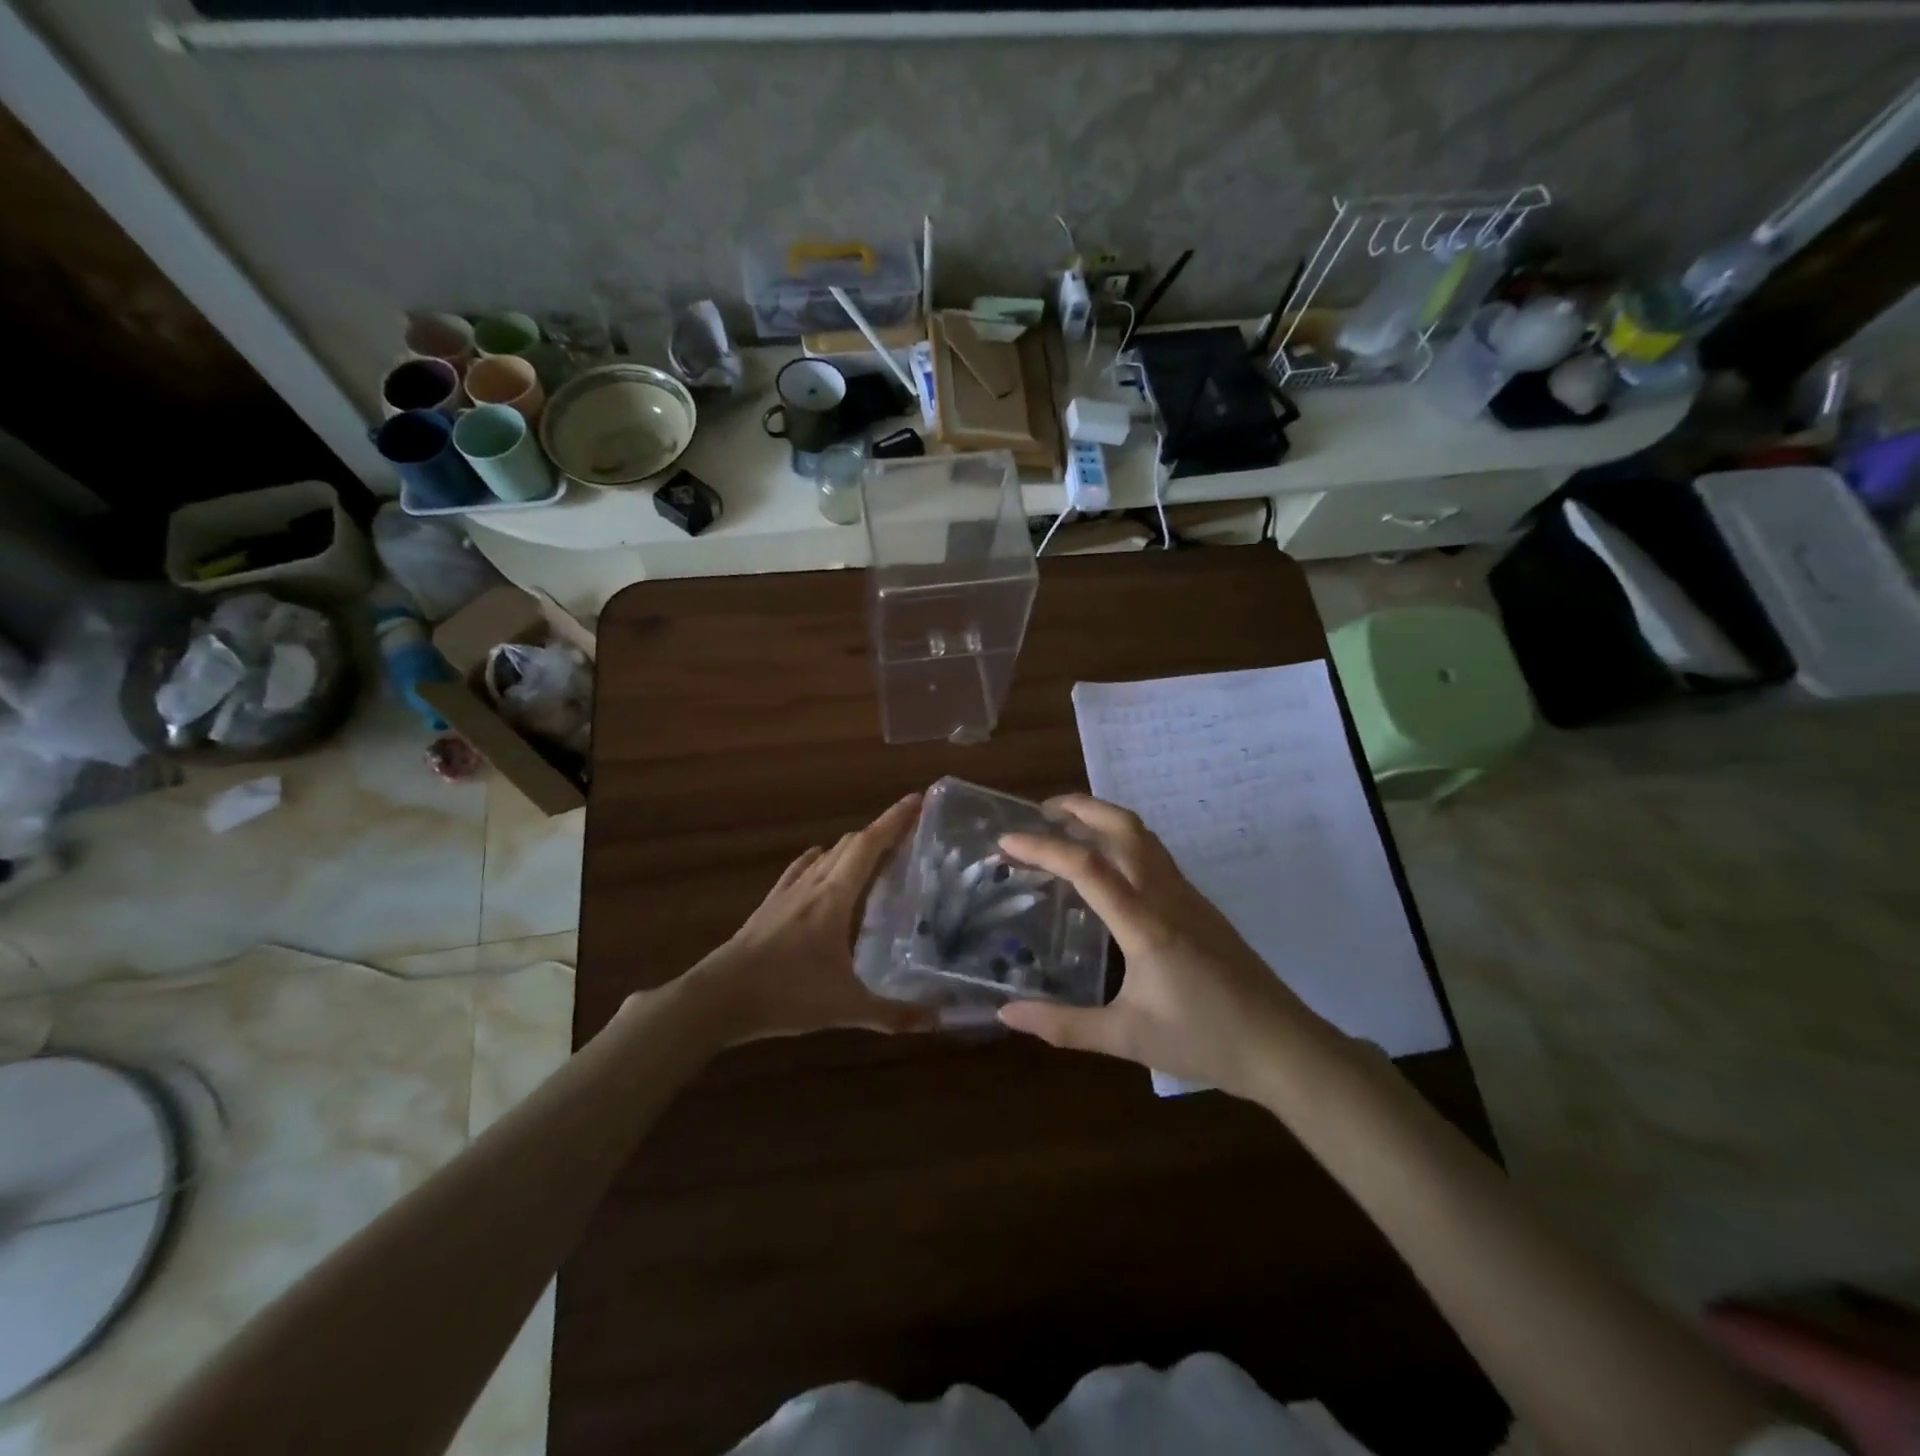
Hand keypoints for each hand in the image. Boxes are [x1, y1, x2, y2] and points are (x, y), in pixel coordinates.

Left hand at [682, 795, 934, 1043]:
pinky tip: (819, 865)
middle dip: (880, 831)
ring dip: (851, 847)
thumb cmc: (786, 994)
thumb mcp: (845, 1008)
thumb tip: (938, 1021)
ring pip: (825, 855)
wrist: (719, 998)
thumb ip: (893, 1014)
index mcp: (834, 897)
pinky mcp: (769, 906)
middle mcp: (813, 885)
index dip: (894, 820)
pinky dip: (818, 860)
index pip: (870, 845)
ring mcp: (787, 893)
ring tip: (873, 853)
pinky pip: (799, 870)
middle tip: (908, 833)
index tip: (917, 799)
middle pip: (850, 844)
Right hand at [996, 795, 1333, 1099]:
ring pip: (1143, 836)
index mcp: (1146, 925)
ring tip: (1069, 827)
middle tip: (1042, 811)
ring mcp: (1188, 895)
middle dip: (1081, 807)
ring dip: (1104, 819)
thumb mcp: (1127, 1039)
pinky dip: (1122, 841)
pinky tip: (1108, 867)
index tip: (1007, 840)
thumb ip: (1063, 1026)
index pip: (1087, 868)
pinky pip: (1155, 855)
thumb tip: (1006, 1014)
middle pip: (1124, 828)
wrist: (1284, 1046)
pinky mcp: (1200, 905)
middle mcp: (1166, 896)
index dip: (1043, 848)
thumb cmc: (1205, 1041)